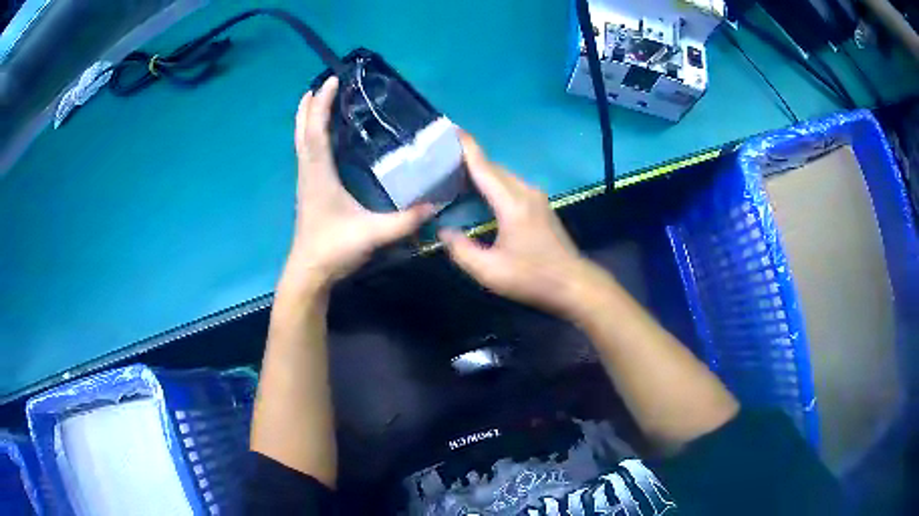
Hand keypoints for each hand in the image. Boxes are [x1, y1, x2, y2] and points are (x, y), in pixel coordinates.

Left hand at [281, 77, 433, 293]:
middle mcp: (309, 172)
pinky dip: (311, 135)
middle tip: (320, 83)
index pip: (316, 132)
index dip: (321, 105)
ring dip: (307, 119)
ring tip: (318, 100)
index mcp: (319, 175)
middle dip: (309, 106)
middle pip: (302, 132)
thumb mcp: (371, 234)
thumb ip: (404, 221)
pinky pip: (307, 153)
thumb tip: (435, 205)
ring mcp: (307, 181)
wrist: (309, 273)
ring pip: (302, 142)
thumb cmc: (333, 250)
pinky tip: (324, 135)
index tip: (330, 80)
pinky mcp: (309, 190)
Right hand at [439, 134, 603, 318]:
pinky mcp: (541, 206)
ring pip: (504, 175)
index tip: (449, 129)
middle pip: (494, 168)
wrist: (573, 284)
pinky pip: (512, 185)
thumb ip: (461, 250)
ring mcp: (536, 198)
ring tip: (456, 174)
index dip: (466, 147)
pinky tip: (481, 193)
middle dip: (469, 159)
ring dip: (482, 172)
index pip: (484, 167)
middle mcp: (525, 192)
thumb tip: (444, 231)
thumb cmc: (532, 278)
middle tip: (442, 160)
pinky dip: (493, 182)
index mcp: (512, 203)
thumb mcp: (490, 271)